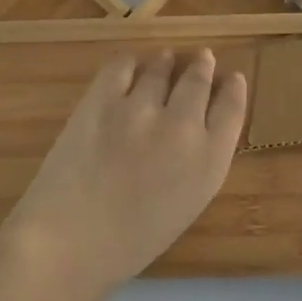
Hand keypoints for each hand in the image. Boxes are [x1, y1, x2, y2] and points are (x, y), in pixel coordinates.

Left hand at [0, 48, 247, 300]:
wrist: (68, 242)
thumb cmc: (130, 243)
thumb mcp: (185, 206)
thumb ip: (198, 164)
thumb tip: (196, 133)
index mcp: (210, 160)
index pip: (232, 107)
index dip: (233, 88)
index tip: (232, 78)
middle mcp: (183, 125)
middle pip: (199, 81)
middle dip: (202, 67)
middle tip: (202, 58)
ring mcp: (141, 107)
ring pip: (161, 68)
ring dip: (167, 62)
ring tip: (166, 58)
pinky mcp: (102, 98)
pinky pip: (122, 64)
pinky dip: (130, 62)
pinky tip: (130, 64)